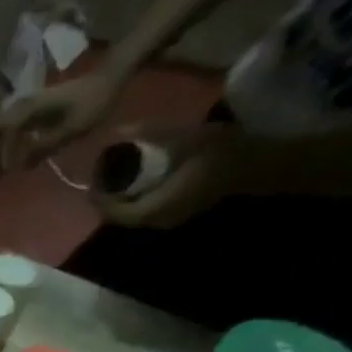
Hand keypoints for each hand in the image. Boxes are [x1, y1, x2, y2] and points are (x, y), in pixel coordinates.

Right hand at [0, 72, 125, 171]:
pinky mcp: (33, 110)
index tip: (5, 172)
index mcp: (29, 108)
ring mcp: (27, 106)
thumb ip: (44, 147)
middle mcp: (22, 105)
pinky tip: (9, 156)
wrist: (109, 79)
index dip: (0, 153)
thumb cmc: (93, 103)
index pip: (3, 131)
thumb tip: (20, 166)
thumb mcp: (72, 129)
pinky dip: (6, 142)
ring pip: (0, 128)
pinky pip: (11, 127)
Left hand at [95, 124, 248, 228]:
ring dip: (118, 198)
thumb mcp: (186, 137)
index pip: (114, 212)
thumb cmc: (222, 151)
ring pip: (130, 214)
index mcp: (156, 208)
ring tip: (113, 174)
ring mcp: (166, 220)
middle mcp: (157, 221)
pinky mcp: (174, 214)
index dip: (99, 197)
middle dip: (106, 197)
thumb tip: (116, 130)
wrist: (258, 165)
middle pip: (119, 216)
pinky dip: (133, 198)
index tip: (93, 176)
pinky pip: (143, 210)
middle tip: (100, 173)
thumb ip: (151, 134)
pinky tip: (134, 179)